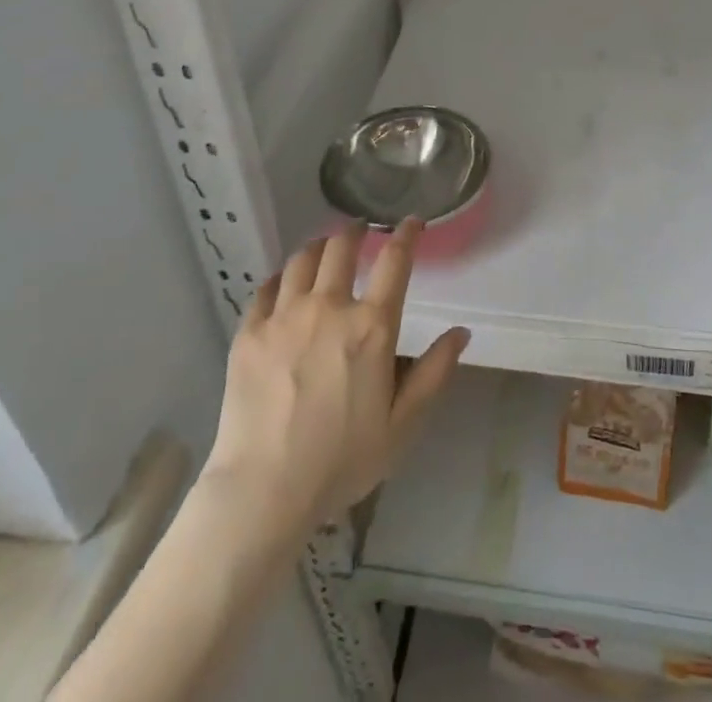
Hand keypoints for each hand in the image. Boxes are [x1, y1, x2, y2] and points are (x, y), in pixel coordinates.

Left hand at [203, 220, 469, 532]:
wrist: (264, 490)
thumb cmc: (342, 461)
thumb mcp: (402, 426)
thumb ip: (434, 373)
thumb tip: (461, 332)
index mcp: (371, 327)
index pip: (395, 261)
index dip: (406, 234)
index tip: (411, 222)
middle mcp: (329, 307)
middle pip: (342, 247)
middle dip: (355, 230)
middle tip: (361, 229)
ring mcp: (284, 316)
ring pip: (303, 259)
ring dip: (319, 246)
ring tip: (324, 247)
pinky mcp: (250, 332)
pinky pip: (266, 287)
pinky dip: (282, 277)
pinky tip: (285, 282)